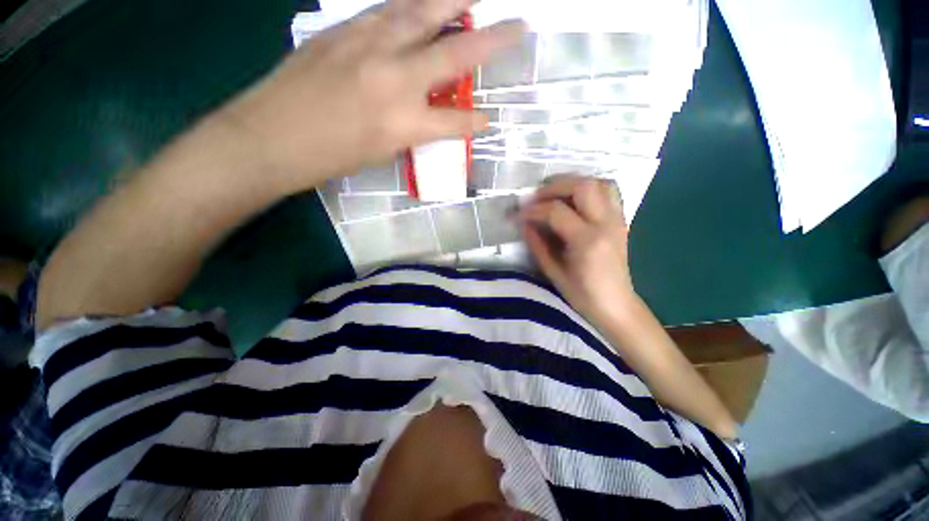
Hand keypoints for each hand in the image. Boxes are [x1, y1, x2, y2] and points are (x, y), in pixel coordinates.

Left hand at [221, 0, 524, 192]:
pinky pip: (387, 10)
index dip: (475, 123)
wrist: (272, 136)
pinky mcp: (344, 30)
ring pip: (422, 13)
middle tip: (518, 24)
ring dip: (453, 1)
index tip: (488, 121)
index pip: (457, 122)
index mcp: (405, 123)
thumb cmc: (331, 156)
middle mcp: (396, 79)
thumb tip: (430, 111)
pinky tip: (422, 3)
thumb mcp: (383, 151)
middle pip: (455, 53)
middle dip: (492, 40)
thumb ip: (411, 128)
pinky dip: (411, 5)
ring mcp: (369, 46)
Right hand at [519, 176, 635, 324]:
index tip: (518, 214)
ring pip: (599, 183)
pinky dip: (589, 188)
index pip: (556, 211)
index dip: (533, 210)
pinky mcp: (621, 220)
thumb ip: (537, 244)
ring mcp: (618, 219)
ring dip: (574, 182)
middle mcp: (606, 224)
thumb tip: (523, 223)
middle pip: (583, 186)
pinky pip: (608, 192)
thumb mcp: (553, 272)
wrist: (615, 305)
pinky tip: (574, 200)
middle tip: (536, 197)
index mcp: (587, 241)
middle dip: (554, 186)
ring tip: (554, 194)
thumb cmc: (582, 295)